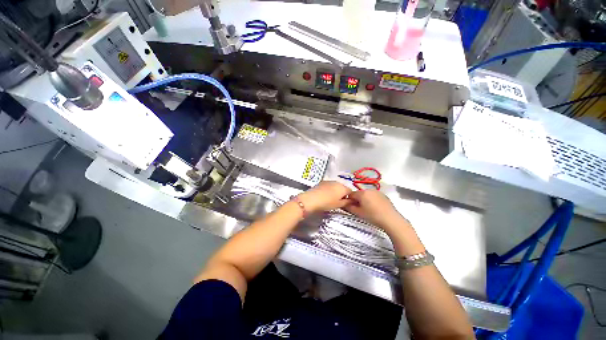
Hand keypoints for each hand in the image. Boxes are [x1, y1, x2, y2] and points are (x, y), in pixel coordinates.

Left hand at [297, 181, 352, 212]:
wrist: (311, 199)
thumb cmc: (326, 203)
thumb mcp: (338, 205)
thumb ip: (347, 202)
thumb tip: (351, 201)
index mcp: (343, 188)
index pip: (350, 191)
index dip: (349, 197)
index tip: (346, 202)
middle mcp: (337, 182)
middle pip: (343, 187)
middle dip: (342, 193)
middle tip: (338, 201)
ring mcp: (329, 181)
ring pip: (335, 186)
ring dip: (335, 191)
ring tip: (330, 199)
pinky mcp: (322, 182)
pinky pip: (329, 185)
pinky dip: (329, 189)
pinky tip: (324, 195)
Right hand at [343, 190, 409, 230]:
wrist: (391, 219)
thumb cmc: (372, 216)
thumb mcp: (358, 213)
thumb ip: (349, 207)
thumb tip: (344, 204)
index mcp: (362, 193)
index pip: (351, 194)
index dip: (349, 200)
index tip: (351, 207)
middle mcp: (369, 189)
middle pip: (359, 194)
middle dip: (357, 200)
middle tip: (359, 209)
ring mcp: (377, 191)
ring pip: (366, 194)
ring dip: (364, 199)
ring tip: (368, 209)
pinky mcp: (383, 195)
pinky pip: (373, 196)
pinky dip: (372, 200)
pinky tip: (375, 208)